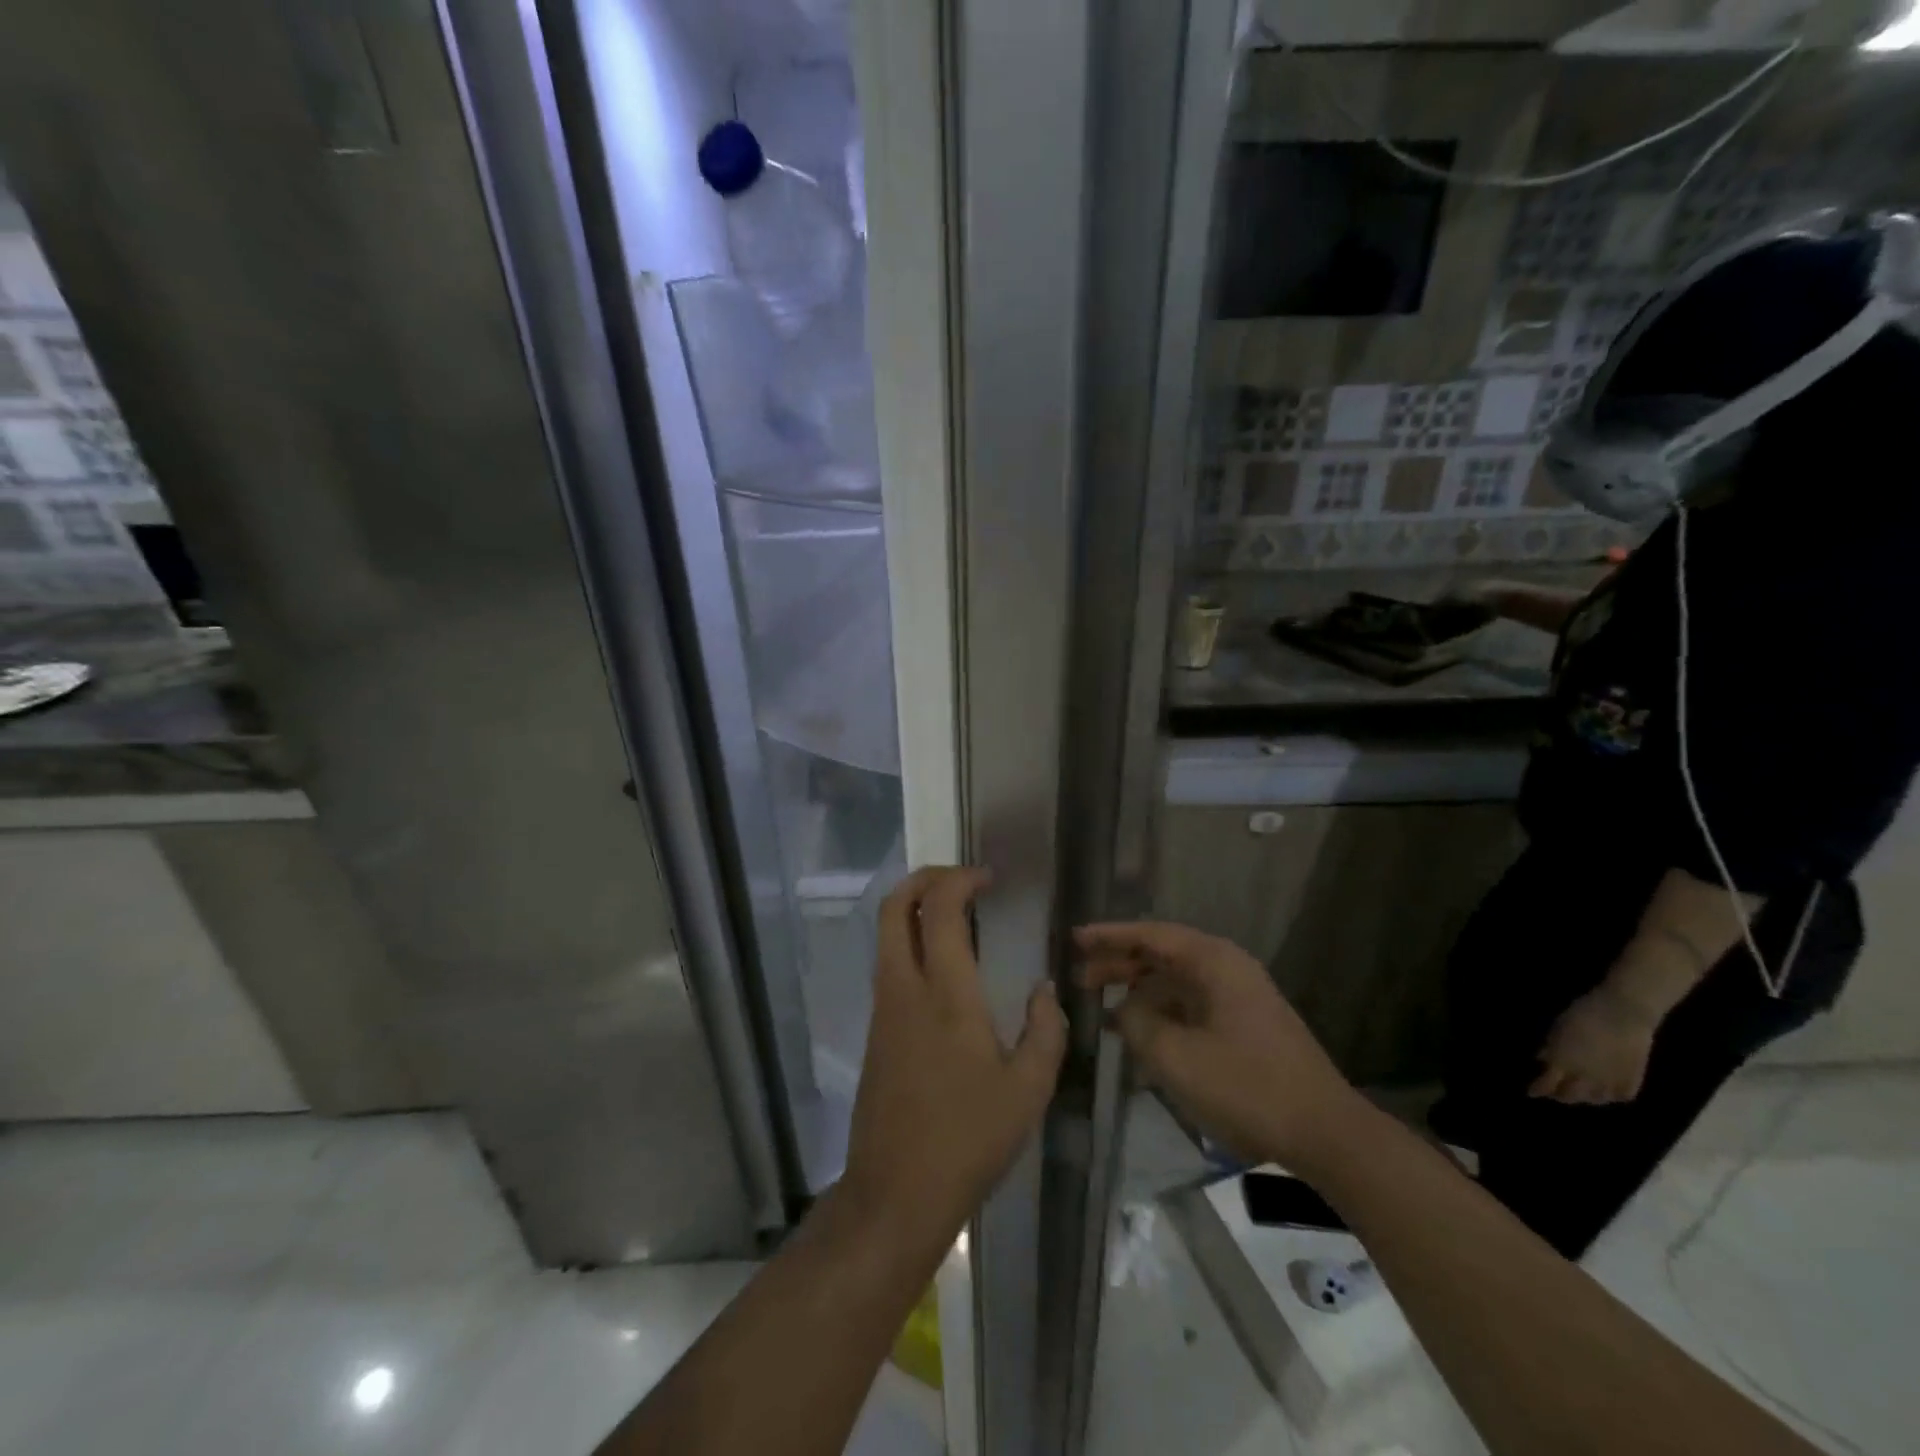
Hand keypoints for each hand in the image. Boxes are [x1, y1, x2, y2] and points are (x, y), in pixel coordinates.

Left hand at [841, 867, 1066, 1255]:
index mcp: (945, 993)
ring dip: (915, 909)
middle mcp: (904, 987)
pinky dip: (911, 941)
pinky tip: (944, 968)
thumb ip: (1046, 1030)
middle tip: (961, 880)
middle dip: (924, 878)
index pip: (941, 908)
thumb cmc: (968, 1139)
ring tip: (958, 918)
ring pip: (886, 934)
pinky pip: (889, 964)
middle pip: (894, 907)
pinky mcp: (875, 1030)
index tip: (989, 879)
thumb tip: (1045, 990)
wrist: (895, 1192)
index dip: (961, 879)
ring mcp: (883, 1008)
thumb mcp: (1029, 1089)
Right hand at [1074, 921, 1364, 1173]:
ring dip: (1138, 991)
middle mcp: (1227, 968)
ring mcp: (1239, 997)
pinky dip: (1160, 1012)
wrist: (1324, 1133)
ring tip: (1100, 1005)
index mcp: (1214, 962)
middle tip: (1080, 978)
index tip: (1074, 939)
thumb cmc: (1246, 1086)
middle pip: (1162, 955)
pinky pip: (1190, 1005)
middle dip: (1119, 965)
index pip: (1151, 934)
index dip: (1109, 935)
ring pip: (1175, 982)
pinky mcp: (1244, 1025)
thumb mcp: (1175, 1056)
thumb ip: (1137, 1023)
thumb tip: (1126, 1010)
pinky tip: (1138, 1032)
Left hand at [1531, 986, 1659, 1104]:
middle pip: (1570, 1096)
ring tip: (1579, 1093)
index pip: (1547, 1084)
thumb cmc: (1583, 1015)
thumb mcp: (1557, 1028)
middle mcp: (1586, 1078)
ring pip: (1595, 1100)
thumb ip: (1551, 1048)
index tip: (1530, 1093)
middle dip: (1560, 1095)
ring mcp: (1610, 1082)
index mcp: (1563, 1063)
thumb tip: (1542, 1059)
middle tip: (1555, 1092)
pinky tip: (1606, 1093)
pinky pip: (1619, 1096)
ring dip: (1584, 1097)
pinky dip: (1610, 1097)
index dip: (1538, 1089)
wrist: (1623, 1014)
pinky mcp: (1633, 1081)